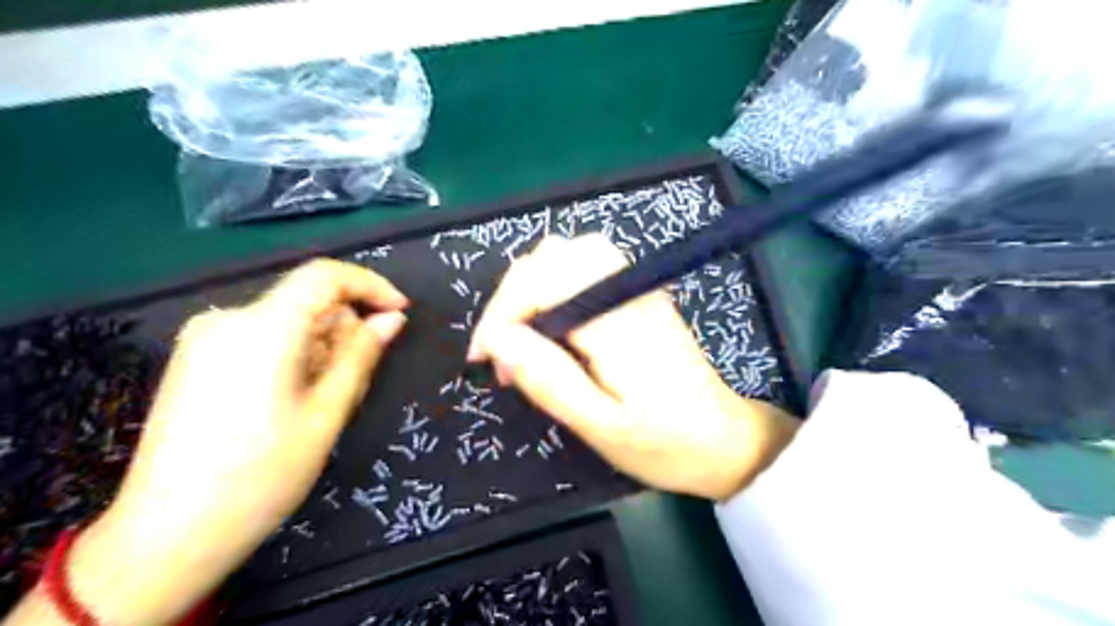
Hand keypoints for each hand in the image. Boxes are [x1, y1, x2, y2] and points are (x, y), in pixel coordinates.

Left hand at [65, 259, 404, 624]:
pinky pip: (262, 338)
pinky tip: (290, 399)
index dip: (370, 285)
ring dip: (319, 348)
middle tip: (354, 381)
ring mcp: (204, 339)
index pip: (325, 276)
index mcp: (262, 330)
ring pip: (287, 321)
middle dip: (343, 330)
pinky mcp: (195, 358)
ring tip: (320, 401)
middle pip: (307, 302)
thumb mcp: (327, 413)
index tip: (399, 312)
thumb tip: (392, 318)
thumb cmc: (262, 476)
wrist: (167, 536)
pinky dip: (292, 355)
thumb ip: (362, 355)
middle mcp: (227, 320)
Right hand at [467, 235, 796, 502]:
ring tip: (523, 337)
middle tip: (502, 352)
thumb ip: (549, 381)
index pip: (541, 282)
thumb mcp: (601, 427)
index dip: (500, 314)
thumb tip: (496, 341)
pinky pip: (585, 265)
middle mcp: (624, 288)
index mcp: (615, 320)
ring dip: (532, 288)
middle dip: (512, 298)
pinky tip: (554, 325)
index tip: (482, 359)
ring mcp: (634, 286)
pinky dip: (554, 285)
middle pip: (551, 257)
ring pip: (567, 254)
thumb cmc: (664, 443)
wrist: (725, 440)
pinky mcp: (637, 293)